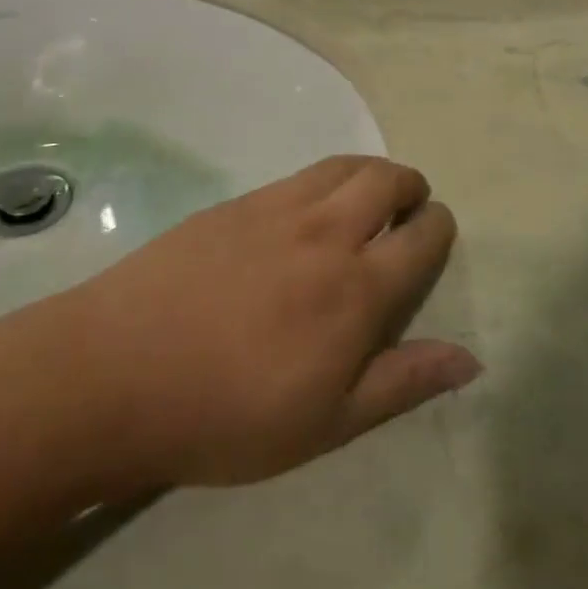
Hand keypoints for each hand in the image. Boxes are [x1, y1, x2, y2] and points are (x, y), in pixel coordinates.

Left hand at [73, 157, 480, 487]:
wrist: (117, 373)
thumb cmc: (228, 414)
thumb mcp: (327, 422)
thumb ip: (402, 382)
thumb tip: (471, 358)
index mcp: (356, 289)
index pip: (421, 237)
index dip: (438, 228)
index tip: (436, 235)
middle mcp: (325, 233)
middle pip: (388, 180)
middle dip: (412, 187)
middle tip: (409, 208)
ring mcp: (277, 209)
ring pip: (344, 166)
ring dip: (371, 172)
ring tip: (370, 197)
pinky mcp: (237, 203)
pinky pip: (300, 175)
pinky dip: (327, 179)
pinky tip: (311, 208)